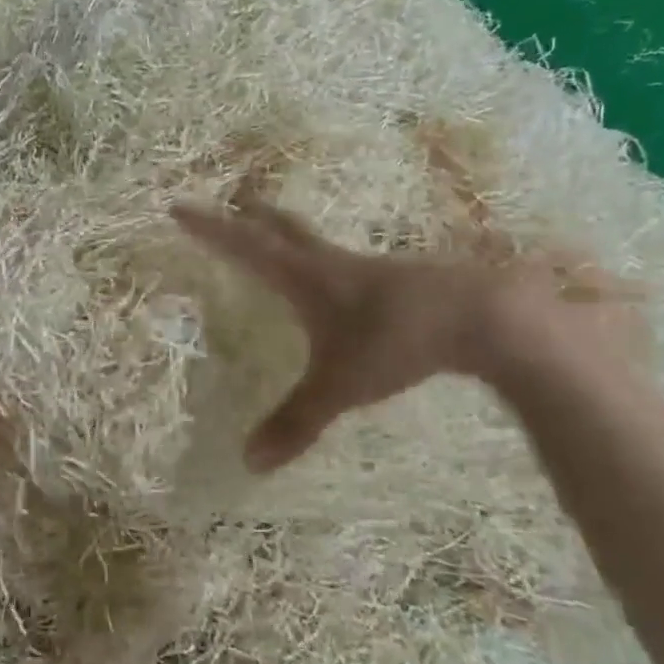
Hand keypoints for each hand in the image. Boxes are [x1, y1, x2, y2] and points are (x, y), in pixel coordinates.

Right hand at [172, 197, 640, 469]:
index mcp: (305, 277)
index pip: (244, 246)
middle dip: (252, 216)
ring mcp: (369, 268)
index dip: (210, 229)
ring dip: (290, 234)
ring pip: (317, 243)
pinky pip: (348, 263)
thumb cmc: (397, 342)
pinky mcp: (399, 279)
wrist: (484, 315)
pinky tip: (342, 284)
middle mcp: (331, 264)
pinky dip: (327, 261)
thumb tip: (249, 462)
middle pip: (282, 228)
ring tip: (280, 240)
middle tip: (233, 201)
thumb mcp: (340, 386)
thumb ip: (296, 422)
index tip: (178, 207)